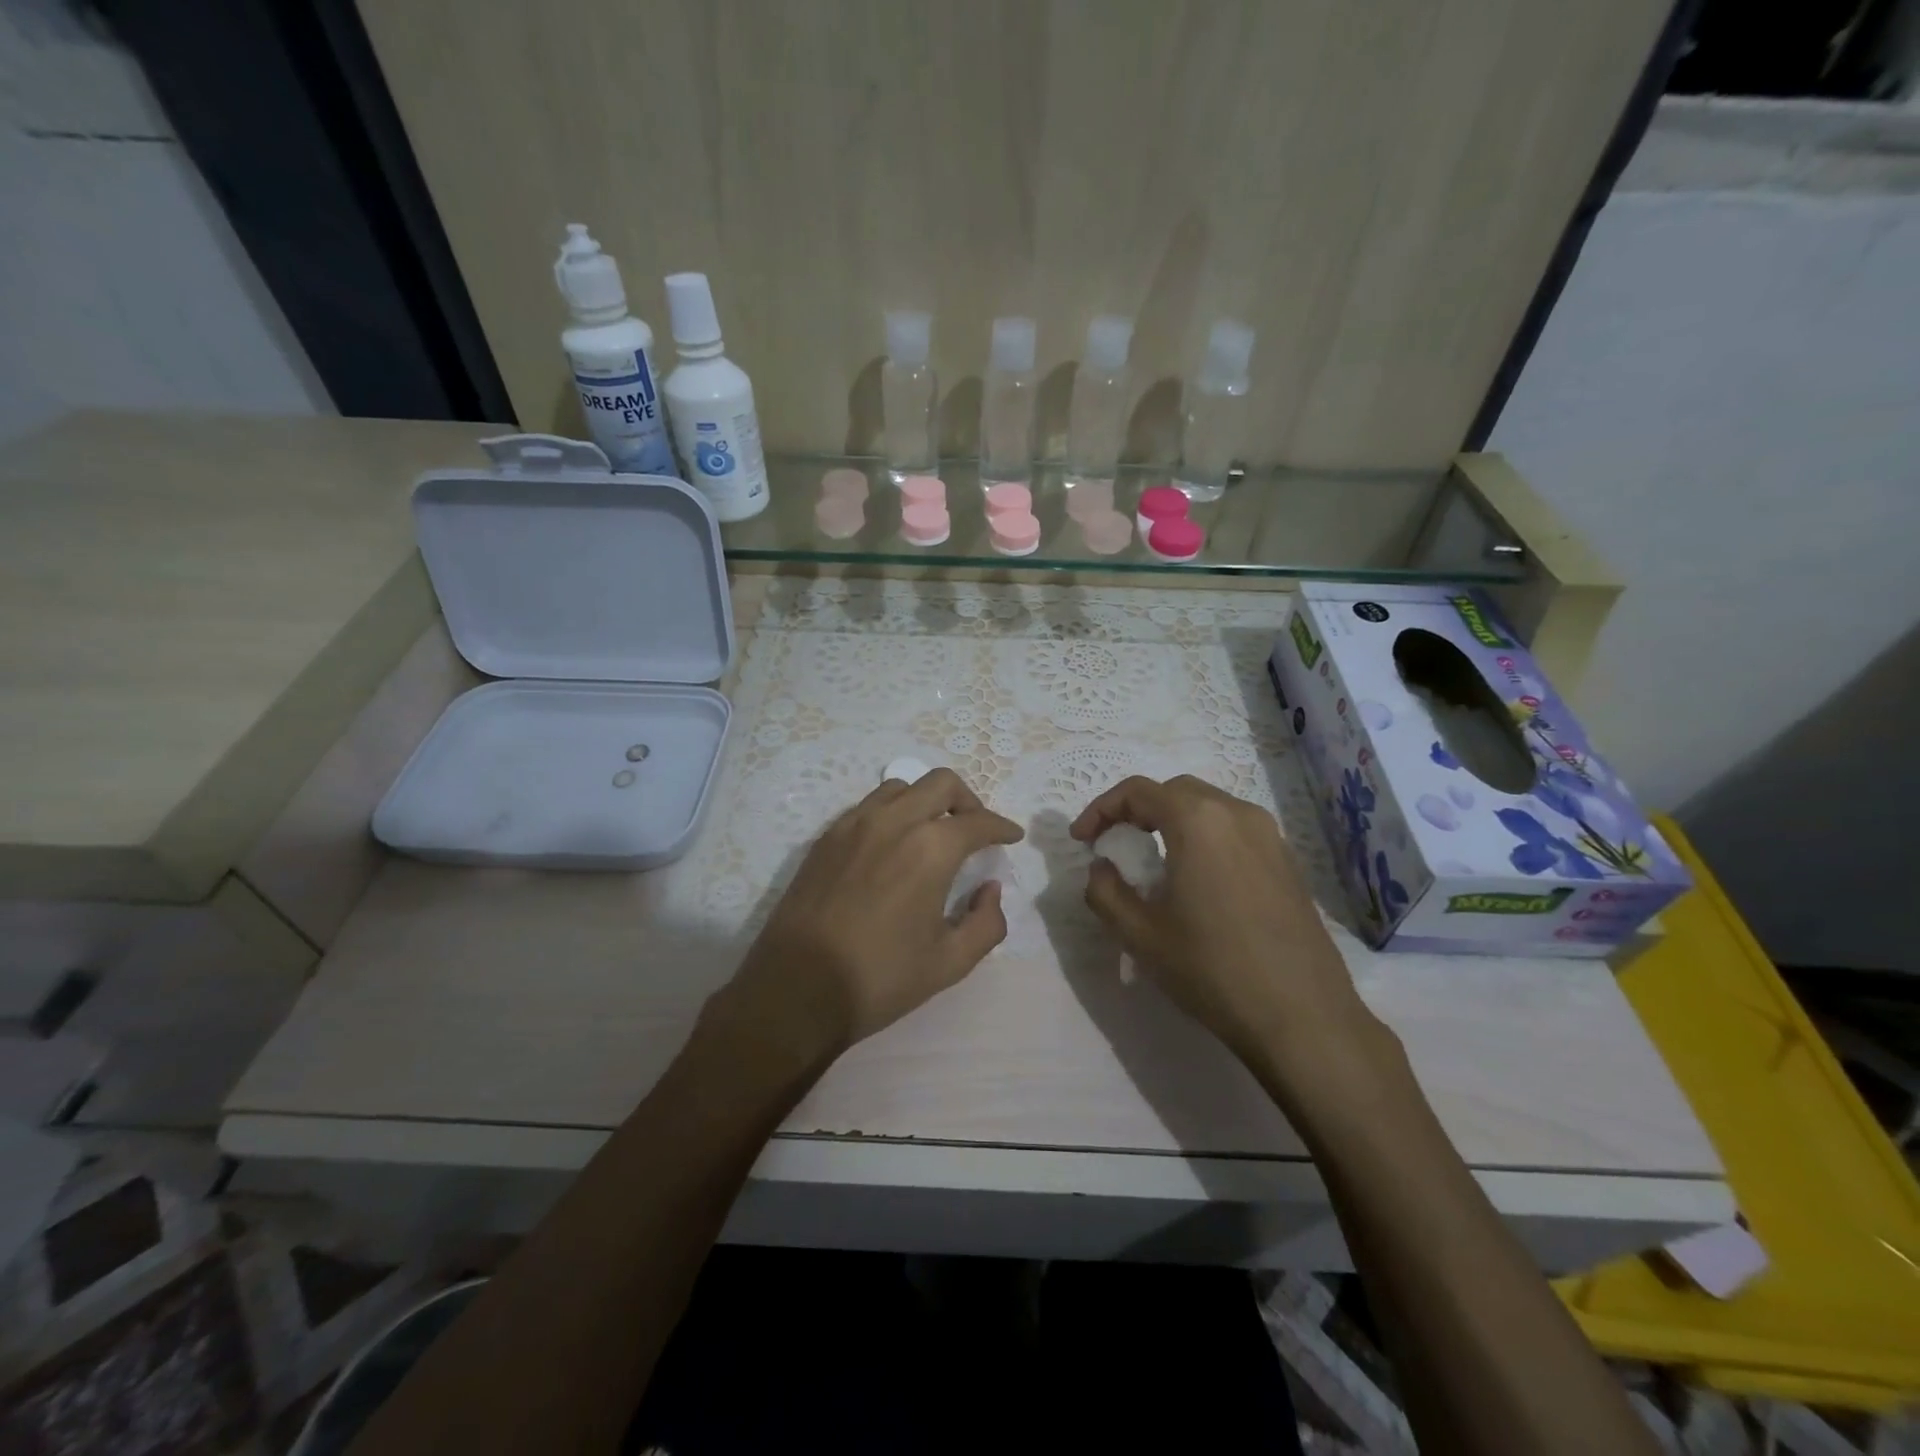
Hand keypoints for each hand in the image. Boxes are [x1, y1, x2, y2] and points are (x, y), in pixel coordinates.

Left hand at [723, 768, 1024, 1057]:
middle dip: (968, 800)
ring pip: (901, 787)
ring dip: (926, 801)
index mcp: (930, 849)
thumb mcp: (949, 962)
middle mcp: (893, 822)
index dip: (1002, 827)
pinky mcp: (826, 837)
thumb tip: (990, 890)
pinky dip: (892, 813)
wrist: (796, 989)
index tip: (1011, 836)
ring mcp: (854, 824)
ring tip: (932, 832)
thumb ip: (986, 923)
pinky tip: (892, 845)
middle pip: (941, 783)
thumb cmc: (880, 978)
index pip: (978, 822)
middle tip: (975, 829)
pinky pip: (868, 806)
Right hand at [1071, 775, 1379, 1070]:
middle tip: (1115, 844)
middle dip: (1137, 811)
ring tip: (1151, 861)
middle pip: (1175, 791)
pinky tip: (1195, 879)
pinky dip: (1203, 838)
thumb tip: (1102, 867)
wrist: (1302, 1016)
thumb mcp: (1140, 935)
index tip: (1081, 840)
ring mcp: (1270, 835)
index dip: (1101, 809)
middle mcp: (1237, 813)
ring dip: (1171, 822)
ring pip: (1208, 808)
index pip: (1138, 791)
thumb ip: (1105, 891)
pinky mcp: (1287, 861)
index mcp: (1198, 821)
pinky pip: (1234, 830)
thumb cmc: (1212, 969)